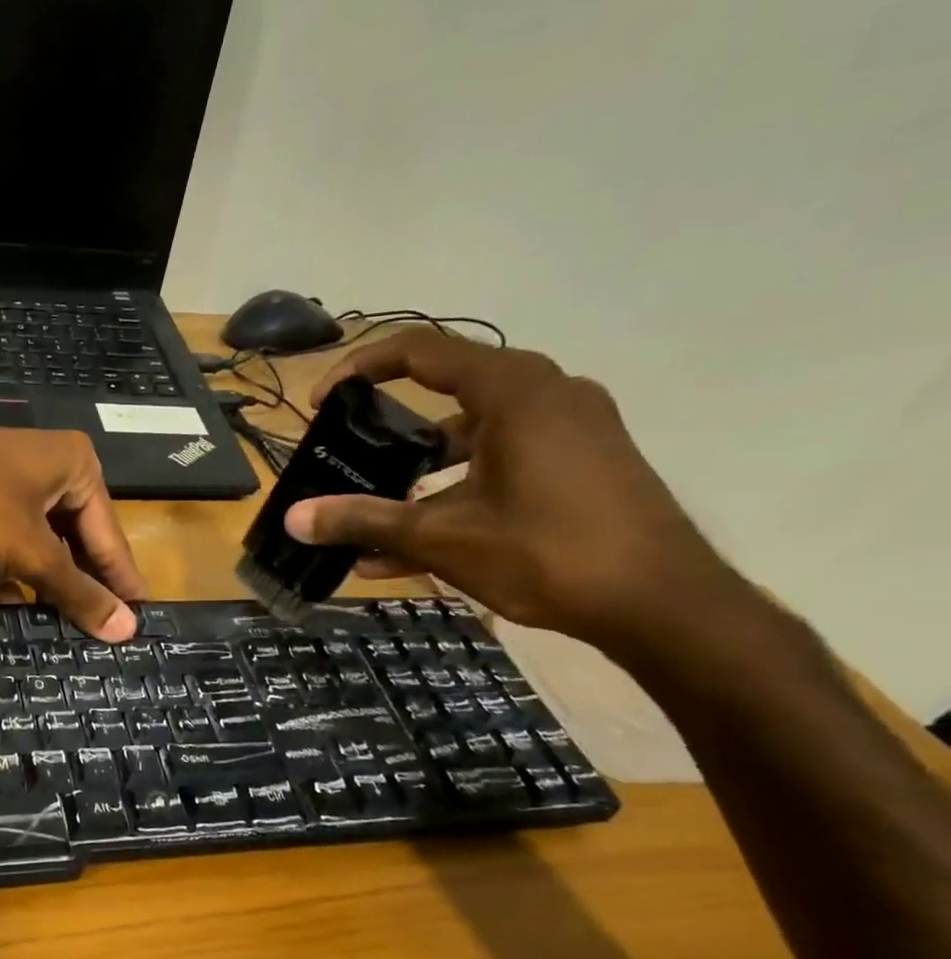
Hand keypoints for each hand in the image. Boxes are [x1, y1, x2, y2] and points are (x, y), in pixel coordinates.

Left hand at [0, 421, 147, 639]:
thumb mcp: (32, 552)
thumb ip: (77, 591)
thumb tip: (127, 630)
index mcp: (79, 468)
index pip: (110, 536)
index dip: (122, 581)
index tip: (140, 619)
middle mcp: (54, 467)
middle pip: (79, 537)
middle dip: (82, 583)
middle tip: (102, 629)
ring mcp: (15, 478)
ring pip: (44, 540)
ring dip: (48, 581)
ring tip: (64, 624)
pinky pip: (14, 535)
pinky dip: (16, 567)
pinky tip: (14, 602)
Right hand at [285, 331, 736, 643]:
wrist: (665, 606)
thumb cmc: (548, 553)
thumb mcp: (442, 537)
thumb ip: (364, 521)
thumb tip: (293, 519)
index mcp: (514, 391)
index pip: (422, 352)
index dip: (361, 369)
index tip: (321, 403)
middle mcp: (547, 395)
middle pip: (445, 396)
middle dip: (387, 434)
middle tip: (347, 460)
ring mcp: (571, 430)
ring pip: (472, 439)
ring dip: (418, 475)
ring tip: (373, 518)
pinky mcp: (583, 465)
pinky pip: (502, 464)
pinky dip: (456, 492)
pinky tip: (415, 546)